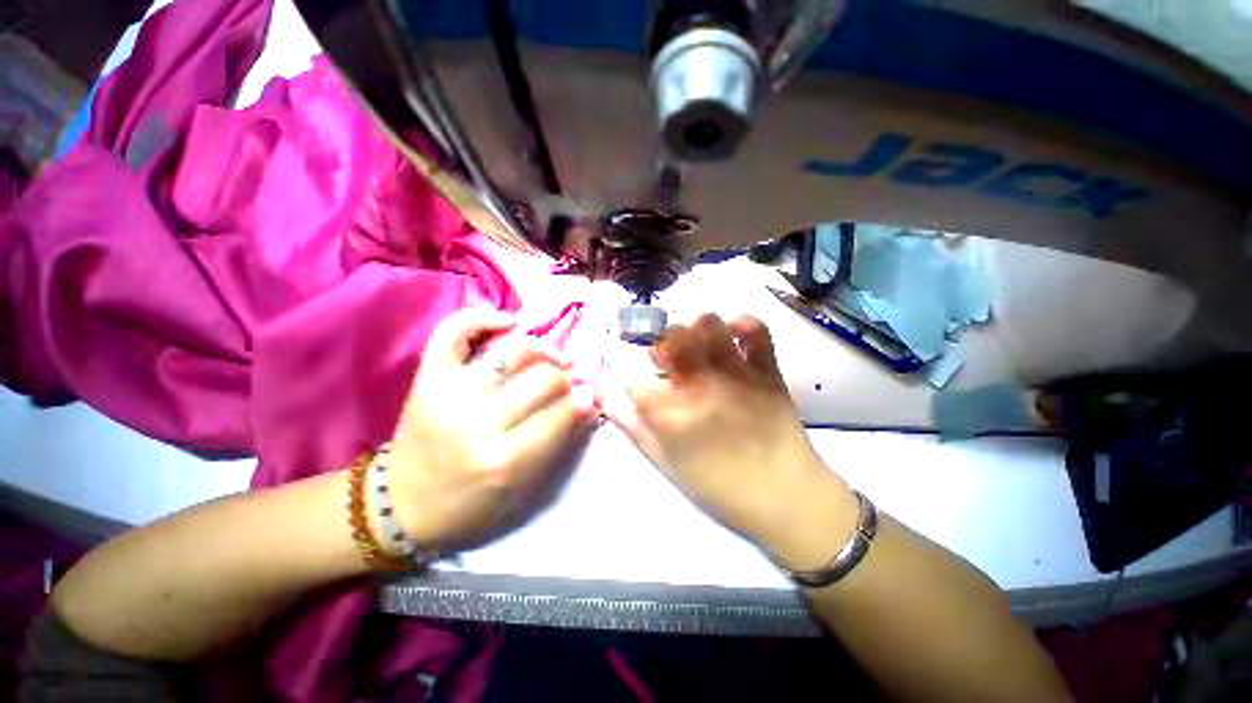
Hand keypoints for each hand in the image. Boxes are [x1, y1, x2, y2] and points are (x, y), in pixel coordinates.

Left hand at [386, 308, 597, 550]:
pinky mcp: (428, 378)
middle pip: (543, 378)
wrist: (402, 505)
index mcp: (504, 459)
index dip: (584, 401)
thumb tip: (589, 402)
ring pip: (513, 352)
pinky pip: (454, 331)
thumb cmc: (470, 504)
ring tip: (549, 359)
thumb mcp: (523, 489)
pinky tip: (508, 321)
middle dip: (565, 379)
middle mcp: (478, 421)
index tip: (590, 396)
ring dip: (542, 351)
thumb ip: (559, 443)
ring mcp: (450, 393)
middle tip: (567, 384)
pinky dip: (481, 318)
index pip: (562, 413)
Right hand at [603, 314, 854, 553]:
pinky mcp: (766, 371)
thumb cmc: (717, 487)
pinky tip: (733, 333)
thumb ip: (631, 425)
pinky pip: (755, 331)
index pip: (633, 377)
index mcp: (670, 412)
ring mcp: (735, 374)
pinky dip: (742, 324)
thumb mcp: (663, 462)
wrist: (785, 498)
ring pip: (707, 324)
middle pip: (669, 338)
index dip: (629, 374)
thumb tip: (603, 392)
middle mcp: (698, 385)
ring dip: (695, 328)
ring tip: (697, 343)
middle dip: (659, 341)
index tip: (636, 378)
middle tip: (666, 356)